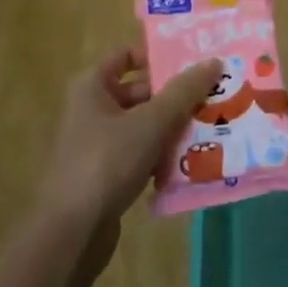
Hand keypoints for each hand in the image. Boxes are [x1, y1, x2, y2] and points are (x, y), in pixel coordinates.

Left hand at [37, 49, 223, 243]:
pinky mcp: (106, 174)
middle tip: (213, 97)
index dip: (158, 56)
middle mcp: (92, 109)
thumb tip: (214, 61)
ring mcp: (97, 143)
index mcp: (93, 86)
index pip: (127, 56)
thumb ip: (185, 90)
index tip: (193, 63)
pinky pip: (141, 154)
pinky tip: (191, 163)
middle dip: (175, 96)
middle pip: (141, 91)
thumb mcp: (152, 121)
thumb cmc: (108, 161)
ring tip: (211, 127)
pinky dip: (162, 155)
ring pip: (144, 125)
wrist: (72, 231)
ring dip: (173, 128)